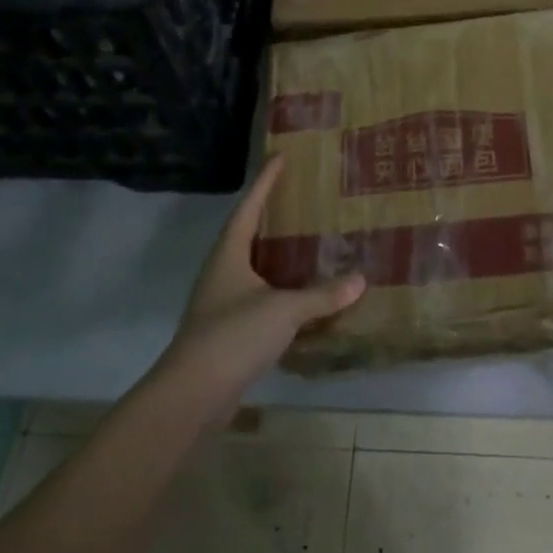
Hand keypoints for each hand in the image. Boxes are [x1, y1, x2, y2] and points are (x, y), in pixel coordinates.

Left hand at [158, 156, 364, 419]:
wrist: (192, 395)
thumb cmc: (233, 336)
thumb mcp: (283, 310)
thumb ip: (322, 295)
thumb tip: (361, 279)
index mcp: (229, 254)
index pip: (249, 207)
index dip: (266, 181)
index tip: (281, 156)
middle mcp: (222, 271)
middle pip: (247, 232)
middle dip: (271, 213)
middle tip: (299, 194)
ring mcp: (222, 301)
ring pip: (253, 265)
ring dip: (276, 251)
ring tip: (306, 238)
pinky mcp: (229, 330)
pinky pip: (259, 295)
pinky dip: (280, 287)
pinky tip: (301, 292)